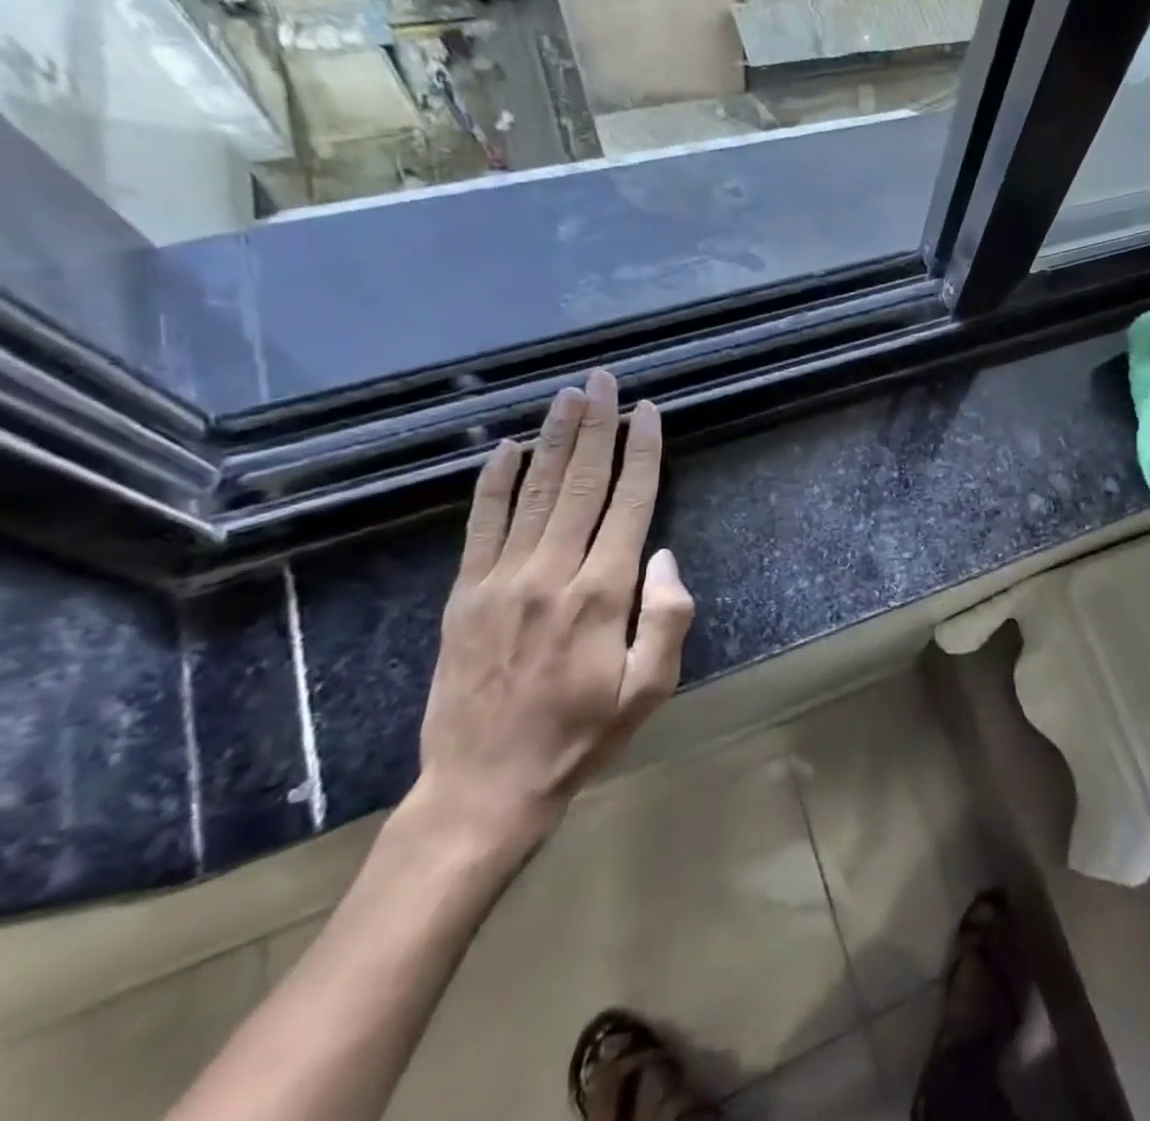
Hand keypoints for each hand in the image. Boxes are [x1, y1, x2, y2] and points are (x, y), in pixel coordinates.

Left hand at [413, 369, 694, 860]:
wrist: (484, 785)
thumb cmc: (582, 735)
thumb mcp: (650, 689)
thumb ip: (668, 619)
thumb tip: (664, 556)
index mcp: (601, 595)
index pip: (629, 504)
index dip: (642, 453)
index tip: (648, 412)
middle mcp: (551, 573)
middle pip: (582, 484)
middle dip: (598, 426)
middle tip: (605, 380)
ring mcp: (501, 579)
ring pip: (535, 492)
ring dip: (555, 439)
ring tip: (569, 395)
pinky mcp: (465, 593)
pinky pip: (483, 524)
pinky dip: (496, 481)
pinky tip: (508, 448)